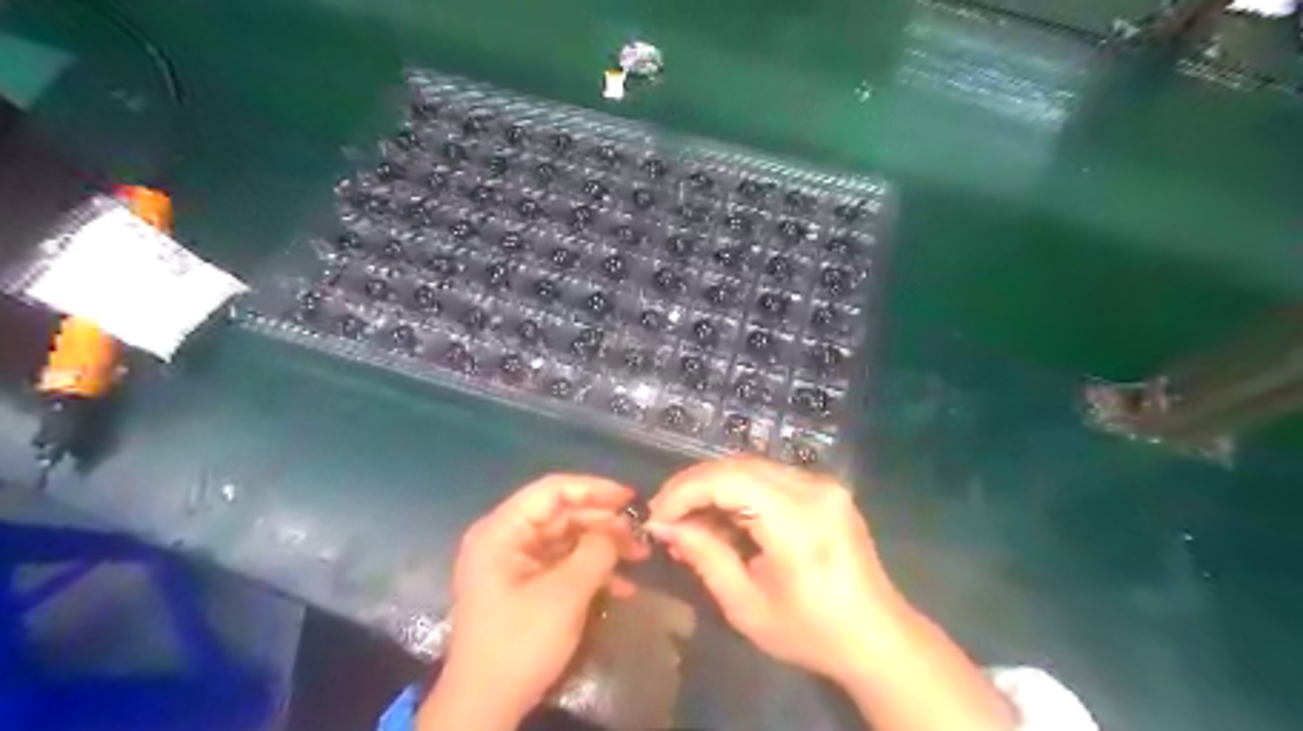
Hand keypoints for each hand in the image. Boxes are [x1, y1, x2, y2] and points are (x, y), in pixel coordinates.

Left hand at [421, 475, 649, 730]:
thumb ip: (596, 551)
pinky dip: (591, 570)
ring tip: (640, 556)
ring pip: (567, 539)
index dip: (594, 489)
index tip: (631, 498)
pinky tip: (623, 586)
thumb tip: (618, 529)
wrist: (486, 706)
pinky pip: (563, 564)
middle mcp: (506, 539)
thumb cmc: (520, 642)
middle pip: (562, 514)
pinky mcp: (525, 585)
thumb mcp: (565, 593)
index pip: (552, 491)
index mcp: (502, 531)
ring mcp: (515, 563)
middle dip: (604, 523)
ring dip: (603, 547)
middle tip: (641, 534)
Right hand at [649, 461, 909, 681]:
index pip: (728, 480)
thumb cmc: (812, 632)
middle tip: (667, 515)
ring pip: (752, 467)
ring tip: (690, 518)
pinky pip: (770, 477)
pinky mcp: (826, 489)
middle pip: (738, 465)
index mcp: (798, 520)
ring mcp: (824, 484)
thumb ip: (705, 557)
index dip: (684, 491)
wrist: (878, 638)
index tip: (656, 516)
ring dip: (714, 486)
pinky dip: (739, 491)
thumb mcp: (747, 605)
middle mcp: (813, 489)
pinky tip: (724, 516)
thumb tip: (665, 525)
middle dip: (694, 485)